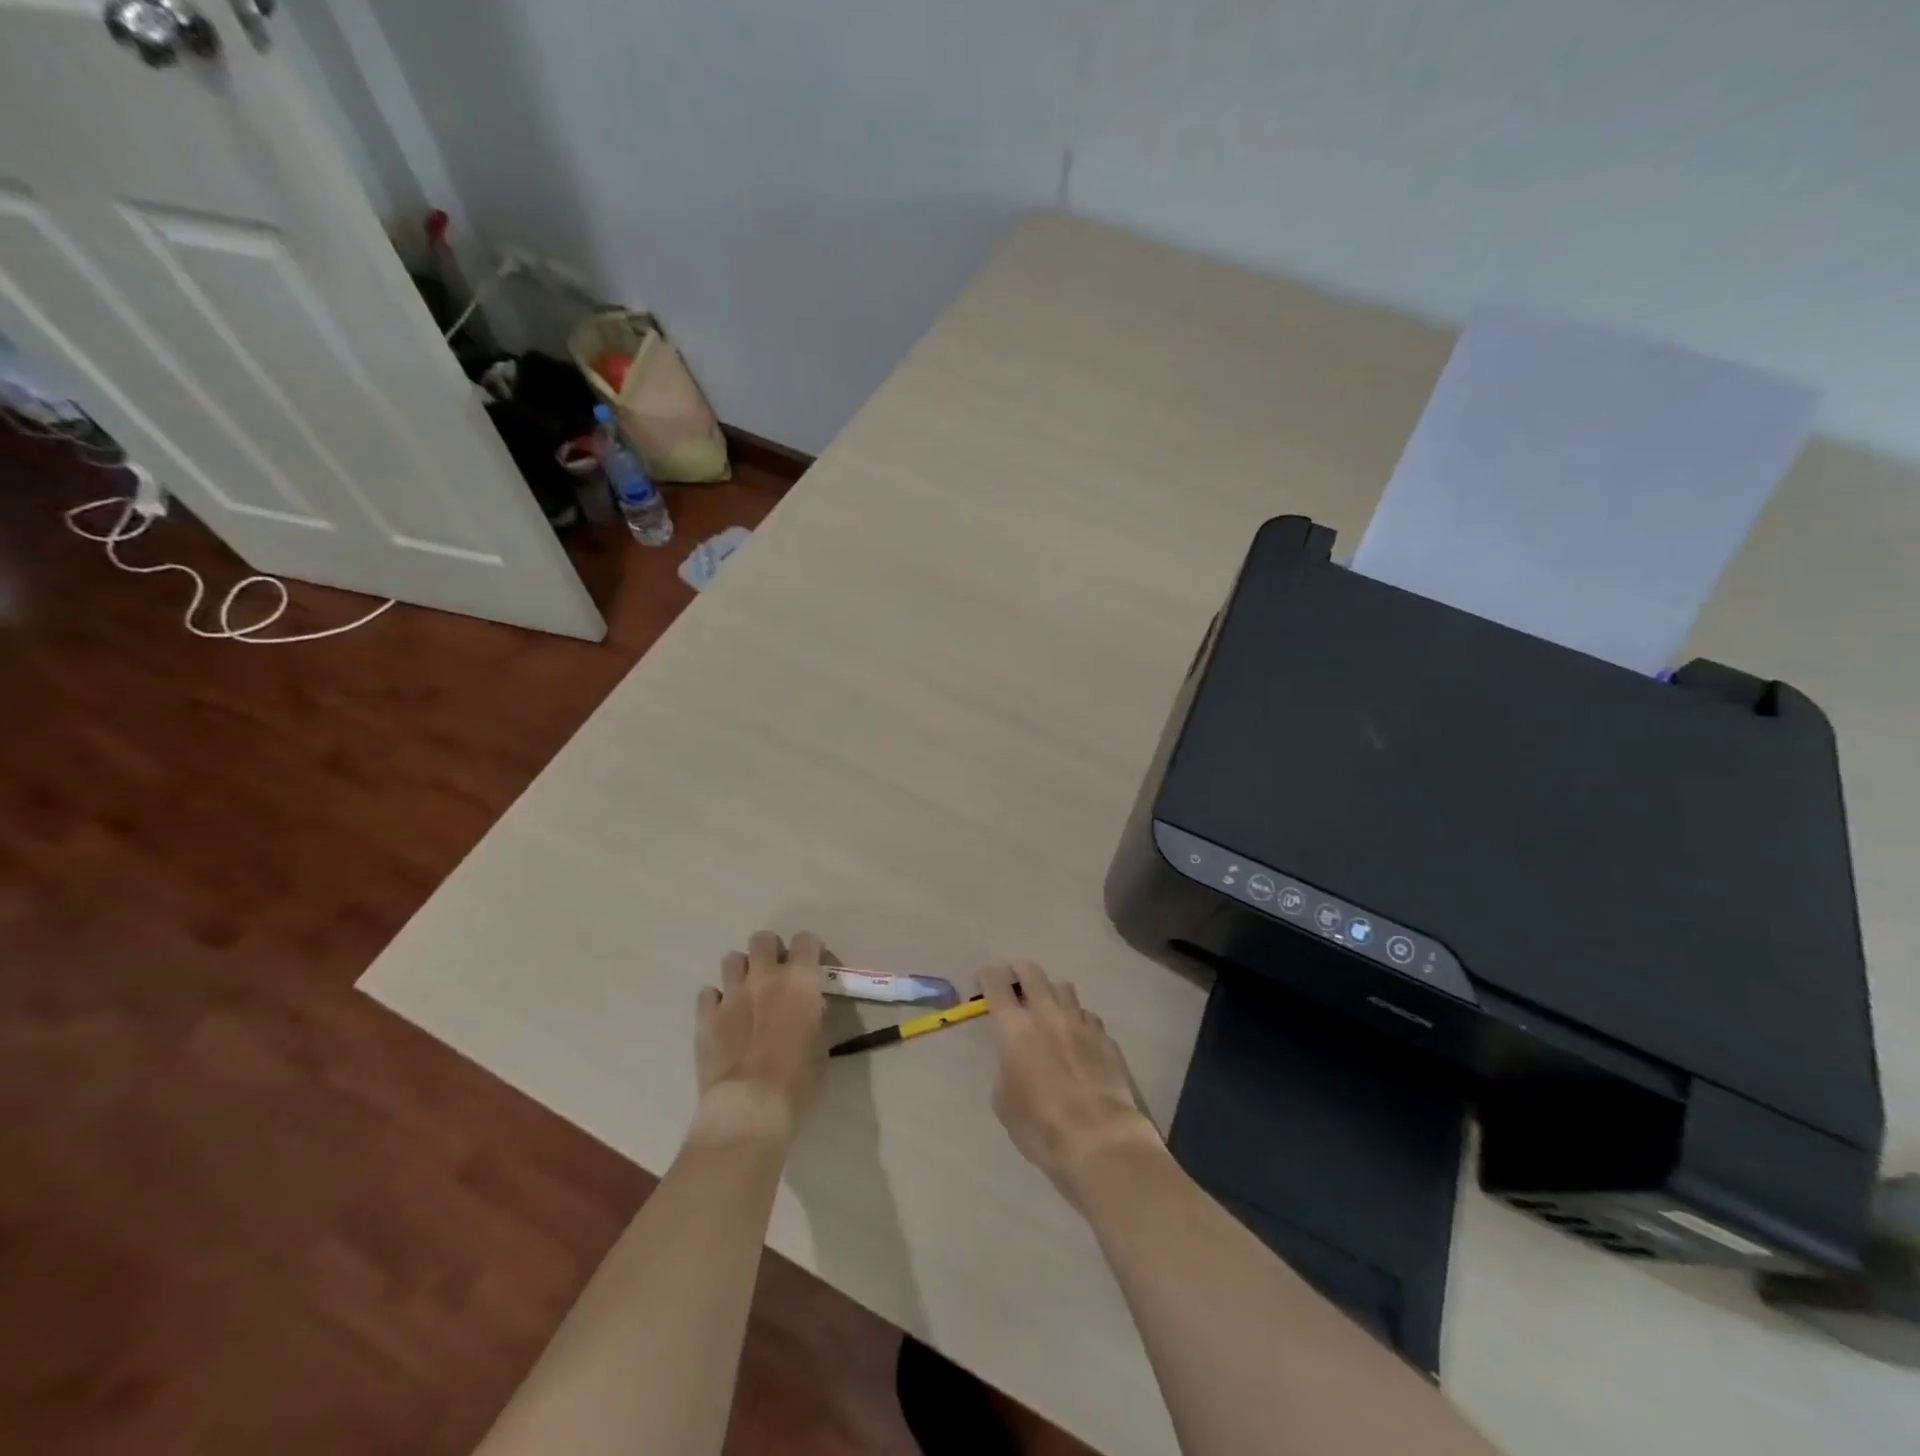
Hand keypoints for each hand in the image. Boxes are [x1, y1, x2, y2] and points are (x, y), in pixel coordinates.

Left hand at [693, 931, 825, 1145]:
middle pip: (763, 939)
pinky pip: (708, 994)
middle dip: (770, 951)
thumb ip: (814, 1017)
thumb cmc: (797, 1081)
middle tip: (775, 974)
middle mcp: (765, 977)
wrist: (749, 1107)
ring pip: (732, 959)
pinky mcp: (706, 1016)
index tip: (813, 965)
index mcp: (800, 981)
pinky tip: (722, 1018)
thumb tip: (808, 1009)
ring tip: (746, 992)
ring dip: (741, 971)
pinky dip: (716, 1001)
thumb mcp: (821, 1045)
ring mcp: (731, 994)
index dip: (810, 949)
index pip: (806, 940)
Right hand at [979, 962, 1162, 1204]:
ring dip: (1051, 992)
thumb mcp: (1004, 1101)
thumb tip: (1017, 1058)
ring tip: (1048, 1008)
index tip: (982, 981)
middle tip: (1014, 983)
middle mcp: (1047, 1014)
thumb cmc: (1040, 1125)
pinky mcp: (1105, 1037)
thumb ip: (1007, 1067)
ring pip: (1064, 987)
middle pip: (1032, 972)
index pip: (995, 984)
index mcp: (1015, 1028)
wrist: (1099, 1139)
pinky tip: (1077, 1037)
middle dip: (1019, 972)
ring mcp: (1080, 1022)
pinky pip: (1087, 1015)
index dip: (986, 977)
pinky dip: (1077, 1019)